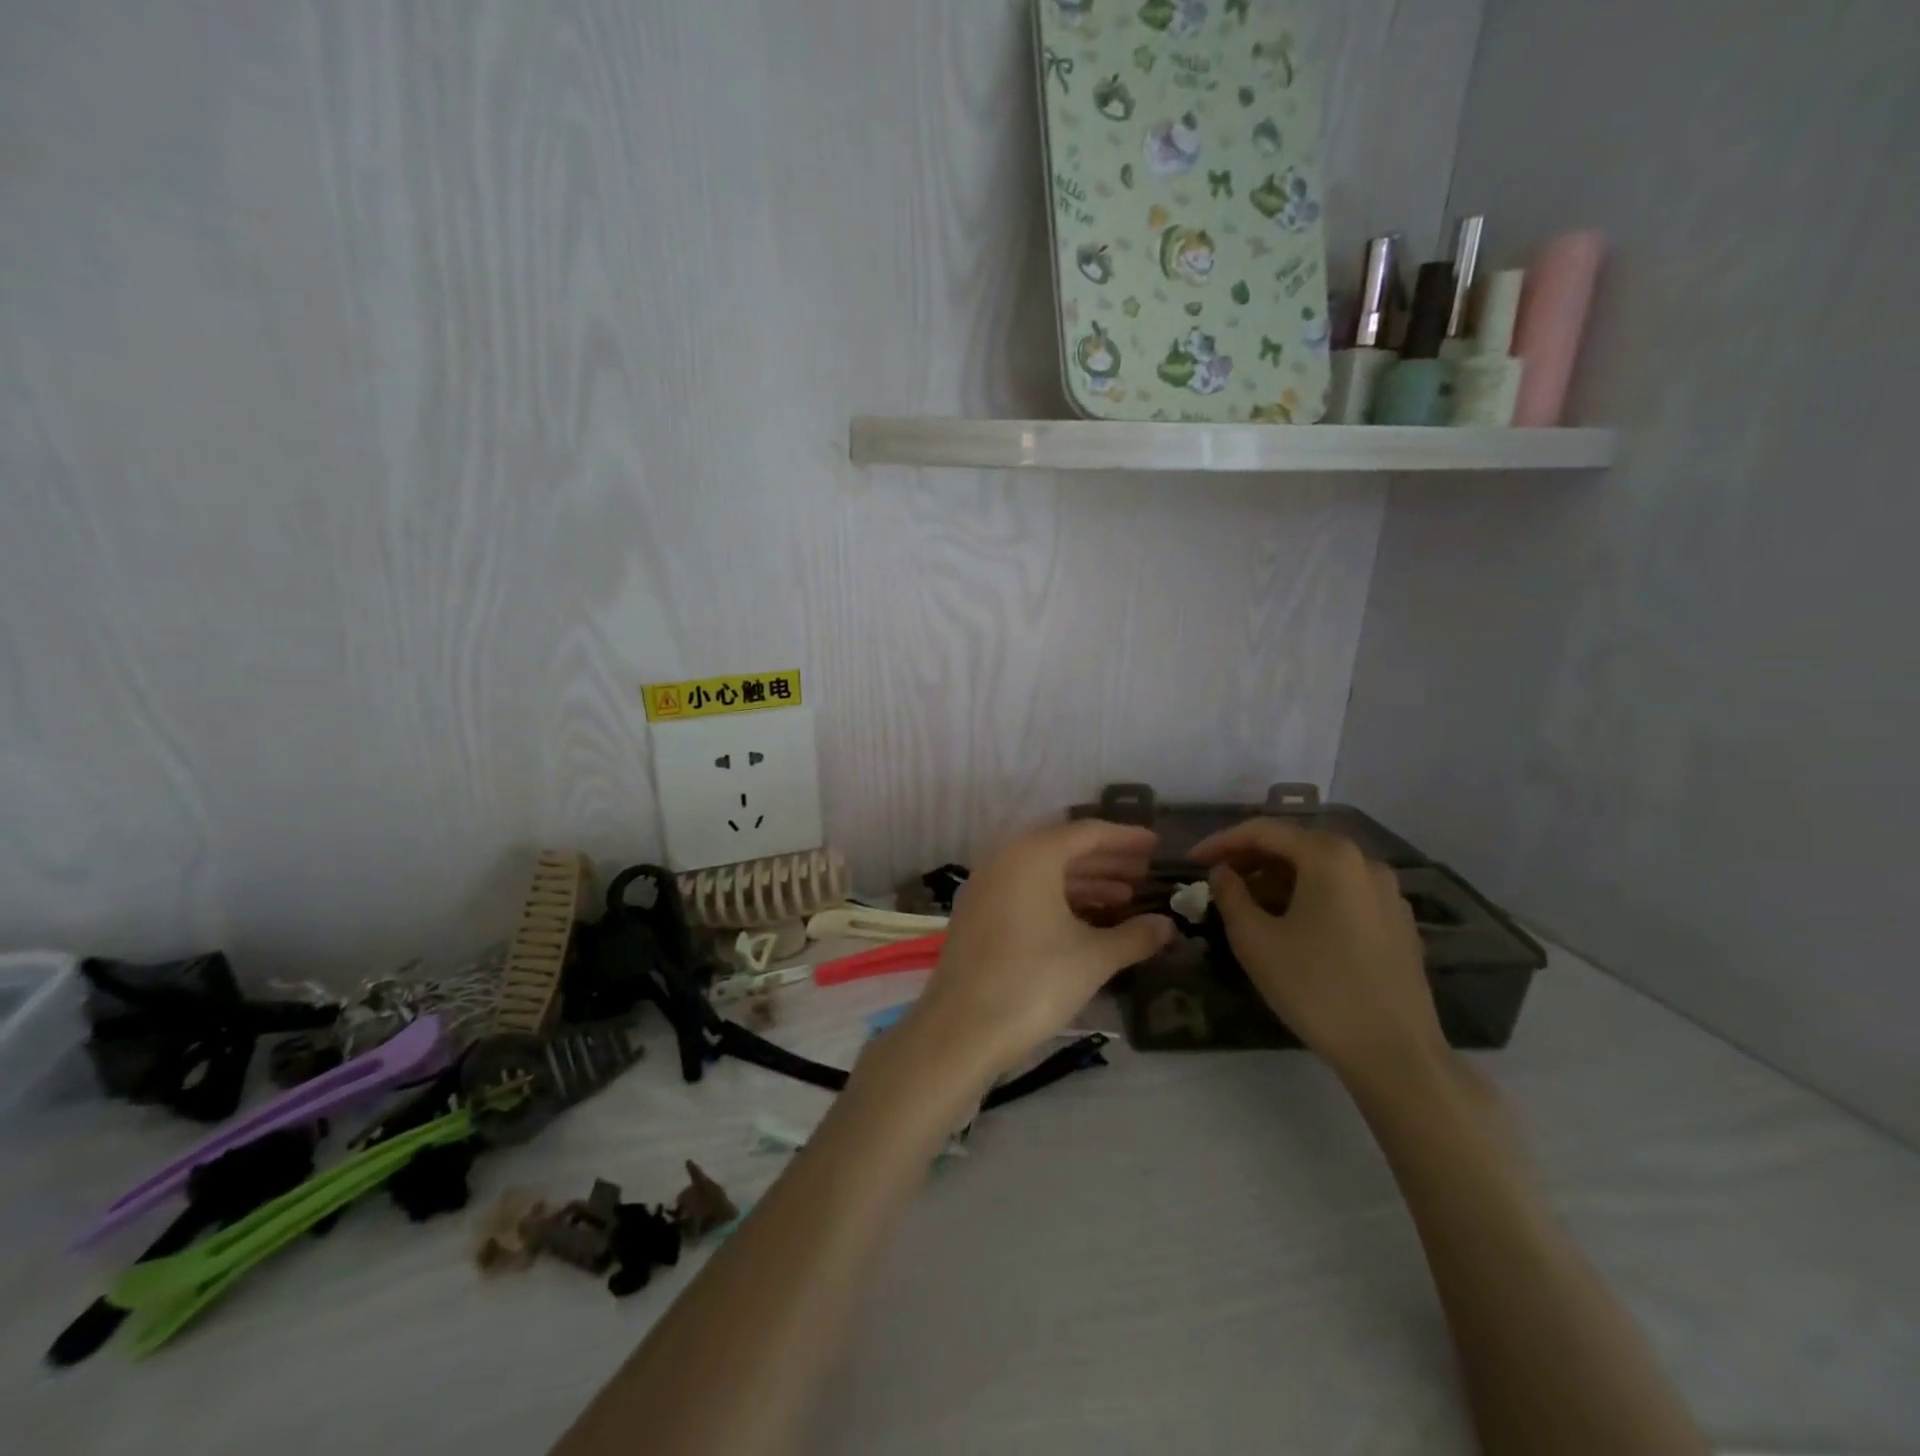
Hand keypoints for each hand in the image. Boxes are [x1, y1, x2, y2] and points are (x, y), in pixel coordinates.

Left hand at [906, 820, 1174, 1081]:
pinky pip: (1025, 890)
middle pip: (1064, 848)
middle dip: (1106, 860)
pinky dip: (1058, 898)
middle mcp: (1005, 859)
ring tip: (1124, 898)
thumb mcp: (1093, 958)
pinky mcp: (977, 913)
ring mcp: (986, 886)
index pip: (1087, 832)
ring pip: (1044, 872)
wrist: (962, 1028)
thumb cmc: (1034, 982)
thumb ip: (1135, 936)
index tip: (1156, 846)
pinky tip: (1085, 920)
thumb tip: (1168, 926)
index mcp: (1033, 856)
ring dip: (1084, 881)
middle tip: (1144, 873)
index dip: (1125, 838)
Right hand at [1192, 818, 1442, 1090]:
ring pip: (1320, 869)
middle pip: (1295, 845)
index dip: (1221, 842)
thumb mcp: (1255, 940)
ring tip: (1248, 904)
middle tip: (1217, 879)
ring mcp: (1388, 892)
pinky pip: (1343, 892)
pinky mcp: (1398, 922)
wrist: (1395, 1053)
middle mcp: (1364, 861)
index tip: (1192, 860)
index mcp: (1329, 856)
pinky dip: (1309, 895)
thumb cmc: (1316, 988)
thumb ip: (1230, 895)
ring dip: (1278, 878)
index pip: (1263, 831)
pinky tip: (1291, 924)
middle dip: (1251, 858)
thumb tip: (1223, 872)